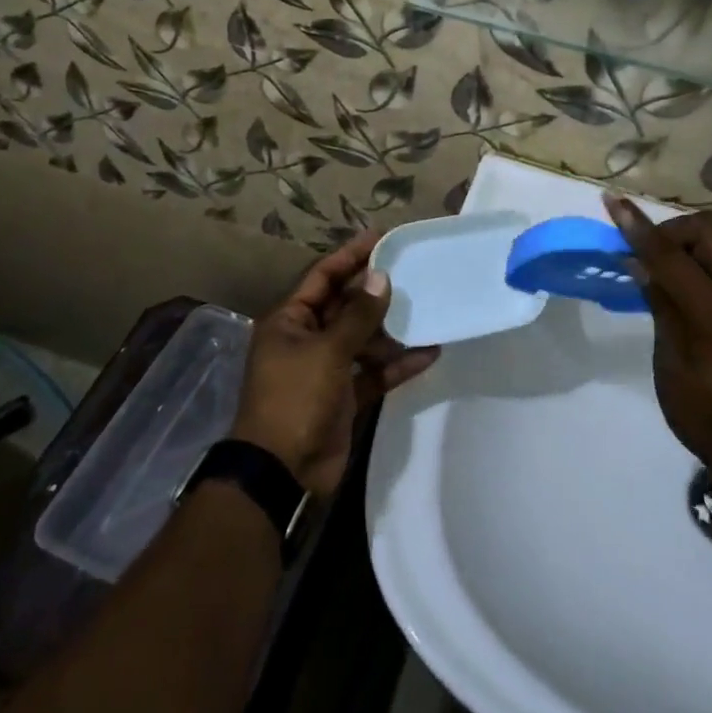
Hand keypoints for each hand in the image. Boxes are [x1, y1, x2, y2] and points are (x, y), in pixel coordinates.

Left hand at [230, 230, 440, 497]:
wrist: (282, 476)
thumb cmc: (296, 400)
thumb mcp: (327, 351)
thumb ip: (358, 314)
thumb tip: (381, 277)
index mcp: (290, 321)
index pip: (322, 276)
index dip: (350, 255)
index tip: (381, 237)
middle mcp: (306, 339)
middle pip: (345, 305)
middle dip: (376, 292)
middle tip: (412, 271)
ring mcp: (326, 369)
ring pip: (363, 338)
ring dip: (391, 329)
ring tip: (427, 310)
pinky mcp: (344, 397)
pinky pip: (374, 371)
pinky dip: (397, 364)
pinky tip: (429, 352)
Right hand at [604, 196, 711, 472]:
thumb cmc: (705, 414)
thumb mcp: (670, 363)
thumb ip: (661, 305)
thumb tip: (642, 263)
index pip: (670, 256)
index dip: (637, 227)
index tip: (613, 201)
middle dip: (675, 230)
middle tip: (654, 255)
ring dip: (702, 236)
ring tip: (680, 262)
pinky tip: (702, 280)